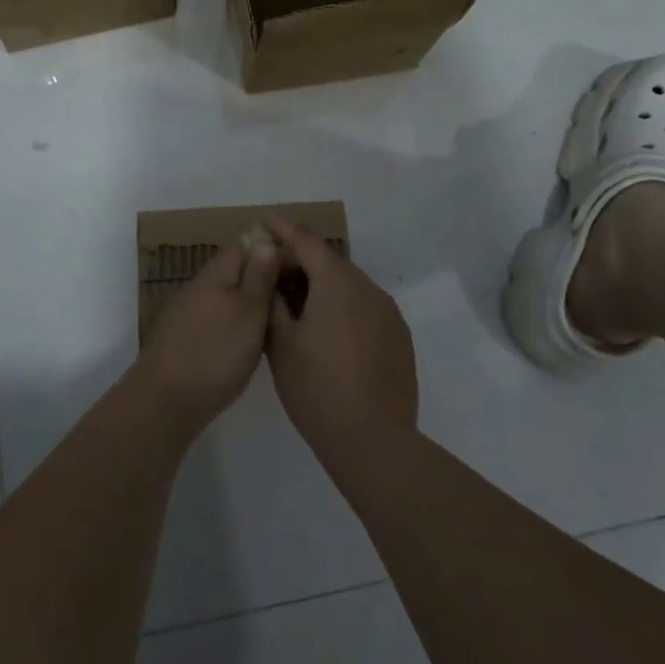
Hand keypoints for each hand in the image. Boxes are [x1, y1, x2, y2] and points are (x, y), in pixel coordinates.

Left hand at [131, 240, 280, 442]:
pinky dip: (235, 325)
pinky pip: (217, 318)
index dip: (275, 255)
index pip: (248, 247)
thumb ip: (259, 277)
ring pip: (227, 297)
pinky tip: (249, 344)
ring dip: (250, 305)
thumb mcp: (249, 312)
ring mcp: (189, 311)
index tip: (301, 273)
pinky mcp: (185, 337)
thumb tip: (266, 241)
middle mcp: (200, 285)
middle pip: (237, 272)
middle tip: (295, 301)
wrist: (165, 401)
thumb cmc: (216, 352)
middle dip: (264, 281)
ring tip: (278, 324)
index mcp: (217, 272)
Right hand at [262, 218, 418, 478]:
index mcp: (337, 283)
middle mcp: (367, 288)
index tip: (265, 219)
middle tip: (273, 273)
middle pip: (329, 262)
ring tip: (297, 306)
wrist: (375, 444)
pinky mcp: (399, 338)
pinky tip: (328, 333)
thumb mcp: (281, 345)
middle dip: (301, 261)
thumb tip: (270, 275)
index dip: (283, 229)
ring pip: (349, 286)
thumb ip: (273, 302)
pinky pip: (365, 308)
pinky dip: (343, 307)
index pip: (306, 241)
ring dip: (322, 286)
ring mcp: (388, 313)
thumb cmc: (318, 390)